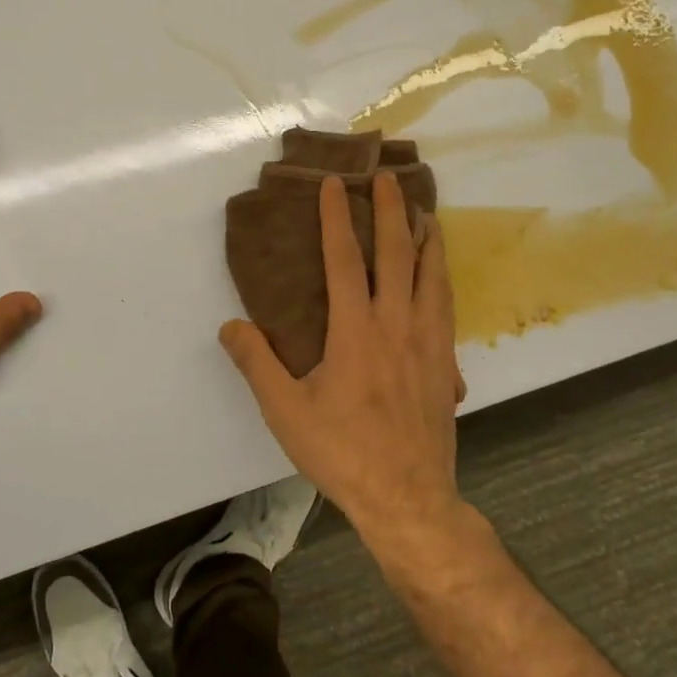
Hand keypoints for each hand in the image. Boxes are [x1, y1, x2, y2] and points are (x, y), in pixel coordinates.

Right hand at [220, 173, 467, 543]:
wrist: (409, 499)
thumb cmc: (342, 453)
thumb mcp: (285, 411)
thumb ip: (256, 364)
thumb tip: (231, 325)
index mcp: (355, 331)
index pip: (345, 260)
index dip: (338, 218)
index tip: (336, 184)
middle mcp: (397, 325)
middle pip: (398, 254)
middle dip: (391, 211)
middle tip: (386, 178)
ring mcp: (428, 342)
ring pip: (432, 275)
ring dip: (426, 238)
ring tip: (423, 212)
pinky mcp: (445, 363)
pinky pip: (446, 305)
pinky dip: (442, 276)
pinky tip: (439, 274)